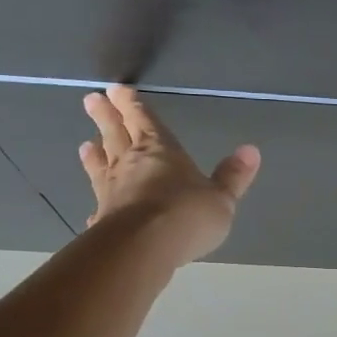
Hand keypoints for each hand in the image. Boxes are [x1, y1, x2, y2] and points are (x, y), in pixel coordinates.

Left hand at [78, 85, 259, 265]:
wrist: (144, 247)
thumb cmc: (187, 215)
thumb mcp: (221, 198)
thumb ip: (233, 176)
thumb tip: (251, 150)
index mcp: (161, 150)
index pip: (145, 121)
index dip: (132, 104)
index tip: (116, 89)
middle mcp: (131, 164)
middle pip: (116, 134)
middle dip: (106, 116)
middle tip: (91, 99)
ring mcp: (113, 191)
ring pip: (102, 166)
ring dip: (95, 154)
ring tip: (86, 144)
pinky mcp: (103, 219)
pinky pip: (99, 208)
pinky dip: (97, 207)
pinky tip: (92, 212)